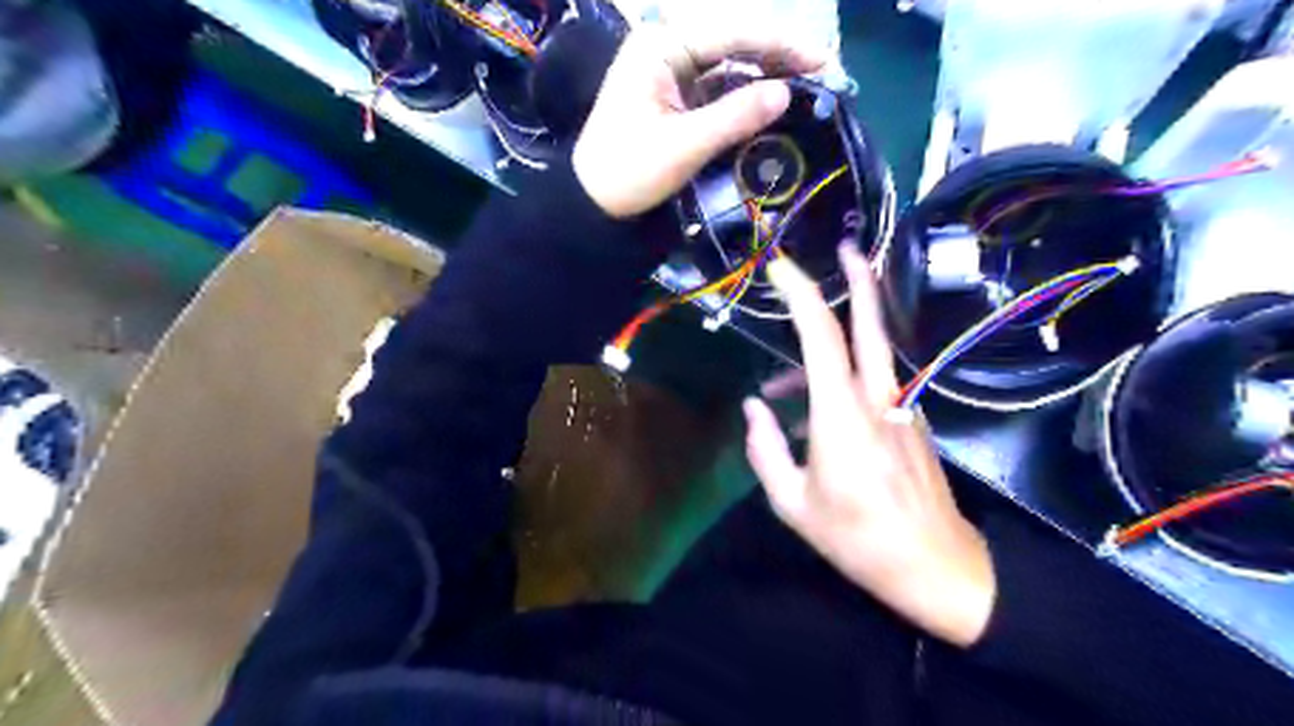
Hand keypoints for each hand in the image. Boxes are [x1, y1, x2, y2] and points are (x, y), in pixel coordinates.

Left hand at [577, 22, 827, 217]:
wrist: (593, 204)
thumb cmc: (629, 172)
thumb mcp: (684, 146)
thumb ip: (736, 117)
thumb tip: (788, 93)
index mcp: (661, 46)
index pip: (732, 32)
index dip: (782, 45)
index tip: (823, 61)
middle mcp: (667, 48)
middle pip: (735, 42)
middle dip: (780, 57)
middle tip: (826, 74)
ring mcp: (672, 72)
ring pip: (731, 64)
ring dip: (768, 75)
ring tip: (810, 88)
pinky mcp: (677, 97)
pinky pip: (720, 87)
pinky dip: (748, 95)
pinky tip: (775, 103)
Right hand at [743, 243, 991, 646]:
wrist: (935, 565)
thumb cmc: (856, 537)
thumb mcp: (792, 503)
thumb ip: (765, 449)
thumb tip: (754, 409)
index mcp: (841, 414)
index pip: (820, 336)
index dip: (800, 294)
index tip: (780, 268)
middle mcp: (876, 398)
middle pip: (869, 323)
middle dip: (858, 279)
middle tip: (846, 247)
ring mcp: (900, 406)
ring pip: (866, 355)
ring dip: (828, 352)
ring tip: (777, 390)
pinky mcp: (910, 420)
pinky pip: (871, 384)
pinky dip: (839, 382)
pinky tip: (813, 420)